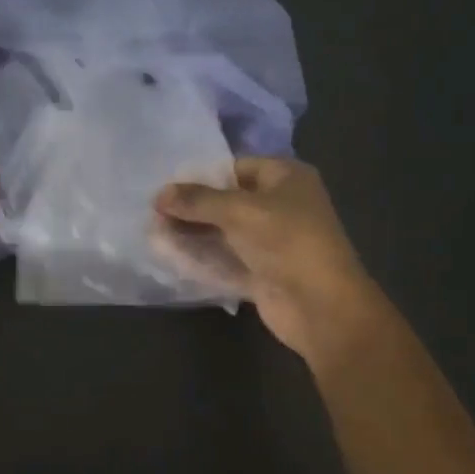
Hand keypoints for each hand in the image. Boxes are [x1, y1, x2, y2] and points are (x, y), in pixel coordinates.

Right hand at [153, 157, 380, 362]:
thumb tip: (158, 194)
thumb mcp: (238, 211)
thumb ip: (197, 200)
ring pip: (224, 231)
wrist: (321, 305)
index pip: (235, 168)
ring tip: (154, 232)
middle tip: (153, 212)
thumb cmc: (286, 241)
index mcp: (286, 178)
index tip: (165, 186)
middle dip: (192, 206)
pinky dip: (202, 257)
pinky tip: (170, 255)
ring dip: (193, 232)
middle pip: (227, 200)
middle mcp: (281, 205)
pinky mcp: (262, 271)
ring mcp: (272, 241)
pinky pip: (226, 259)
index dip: (201, 175)